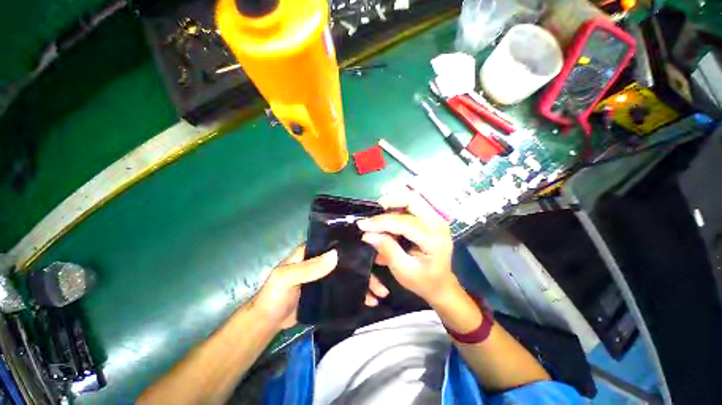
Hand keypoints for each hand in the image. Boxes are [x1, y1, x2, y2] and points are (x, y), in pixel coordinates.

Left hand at [252, 245, 389, 329]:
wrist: (268, 321)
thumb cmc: (274, 294)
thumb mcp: (286, 277)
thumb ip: (309, 267)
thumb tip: (336, 255)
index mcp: (314, 251)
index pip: (336, 242)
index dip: (354, 244)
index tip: (373, 248)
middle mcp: (323, 260)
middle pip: (348, 260)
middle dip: (366, 269)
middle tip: (381, 282)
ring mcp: (327, 276)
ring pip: (350, 275)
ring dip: (365, 283)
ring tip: (380, 295)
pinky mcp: (329, 291)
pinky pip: (346, 289)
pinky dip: (357, 294)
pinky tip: (369, 302)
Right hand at [357, 188, 456, 304]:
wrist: (441, 284)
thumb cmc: (423, 280)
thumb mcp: (403, 270)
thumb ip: (387, 249)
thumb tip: (367, 234)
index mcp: (433, 239)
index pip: (404, 223)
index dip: (381, 222)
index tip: (362, 224)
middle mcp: (437, 223)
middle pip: (412, 199)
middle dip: (389, 201)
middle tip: (373, 211)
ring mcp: (435, 218)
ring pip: (411, 198)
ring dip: (392, 203)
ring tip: (379, 216)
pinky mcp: (430, 217)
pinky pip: (411, 204)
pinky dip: (397, 207)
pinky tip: (388, 218)